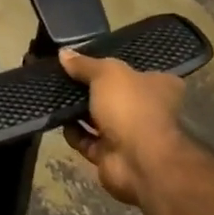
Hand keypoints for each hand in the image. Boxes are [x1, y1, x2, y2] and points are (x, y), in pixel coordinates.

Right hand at [58, 48, 186, 205]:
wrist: (139, 161)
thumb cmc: (131, 107)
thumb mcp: (106, 73)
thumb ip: (84, 64)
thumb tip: (63, 53)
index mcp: (158, 86)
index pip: (135, 70)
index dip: (110, 65)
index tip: (84, 60)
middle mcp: (148, 109)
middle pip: (112, 94)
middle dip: (88, 88)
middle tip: (63, 76)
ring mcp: (130, 135)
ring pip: (98, 118)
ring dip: (78, 111)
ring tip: (55, 95)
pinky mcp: (111, 155)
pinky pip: (87, 140)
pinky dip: (74, 132)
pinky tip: (59, 120)